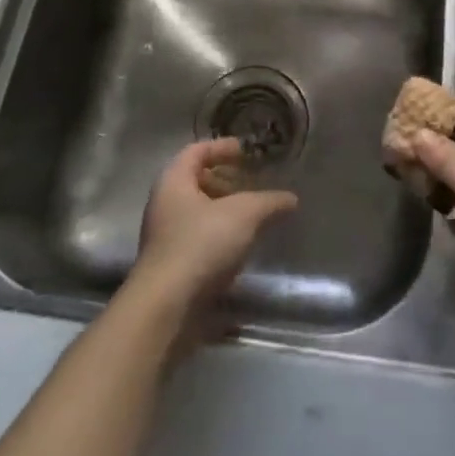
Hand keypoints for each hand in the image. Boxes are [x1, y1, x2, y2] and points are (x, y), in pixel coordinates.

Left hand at [127, 138, 297, 334]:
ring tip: (252, 217)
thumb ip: (269, 202)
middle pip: (195, 181)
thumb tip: (290, 199)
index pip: (197, 151)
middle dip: (225, 181)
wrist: (166, 308)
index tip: (246, 151)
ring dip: (223, 211)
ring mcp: (164, 237)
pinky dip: (219, 236)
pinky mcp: (171, 266)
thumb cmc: (201, 244)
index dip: (222, 147)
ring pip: (197, 212)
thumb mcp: (244, 215)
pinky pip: (197, 239)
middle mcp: (164, 204)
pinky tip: (240, 248)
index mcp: (174, 181)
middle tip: (252, 184)